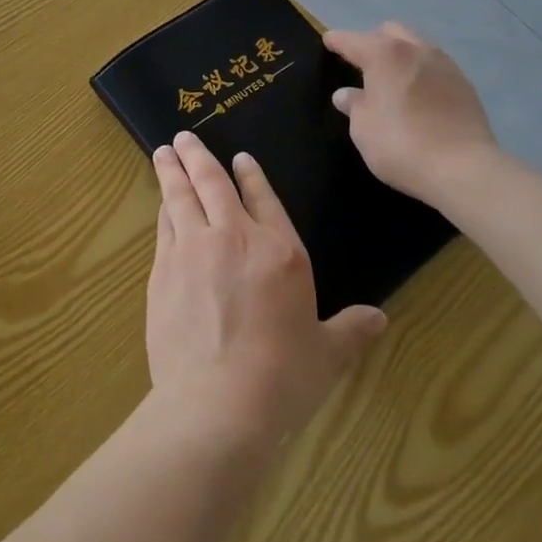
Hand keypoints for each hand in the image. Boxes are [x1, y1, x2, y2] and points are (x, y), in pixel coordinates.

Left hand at [147, 133, 385, 446]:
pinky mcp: (162, 271)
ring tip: (163, 153)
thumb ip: (350, 330)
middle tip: (182, 137)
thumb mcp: (326, 354)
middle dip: (197, 157)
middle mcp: (233, 238)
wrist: (217, 404)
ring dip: (172, 172)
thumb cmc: (282, 378)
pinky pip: (163, 227)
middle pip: (212, 184)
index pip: (263, 199)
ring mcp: (192, 250)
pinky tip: (160, 204)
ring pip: (180, 197)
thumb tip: (380, 318)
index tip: (239, 157)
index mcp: (280, 252)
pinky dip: (162, 209)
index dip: (251, 175)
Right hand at [323, 23, 499, 203]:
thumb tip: (346, 94)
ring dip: (401, 55)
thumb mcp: (363, 128)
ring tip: (392, 78)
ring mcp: (445, 64)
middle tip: (363, 64)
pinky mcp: (465, 84)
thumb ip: (354, 105)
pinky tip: (417, 94)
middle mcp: (416, 49)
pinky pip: (435, 67)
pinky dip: (421, 72)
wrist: (464, 169)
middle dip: (374, 41)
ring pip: (417, 46)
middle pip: (390, 32)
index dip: (338, 41)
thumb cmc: (401, 144)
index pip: (353, 40)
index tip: (328, 41)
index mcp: (385, 54)